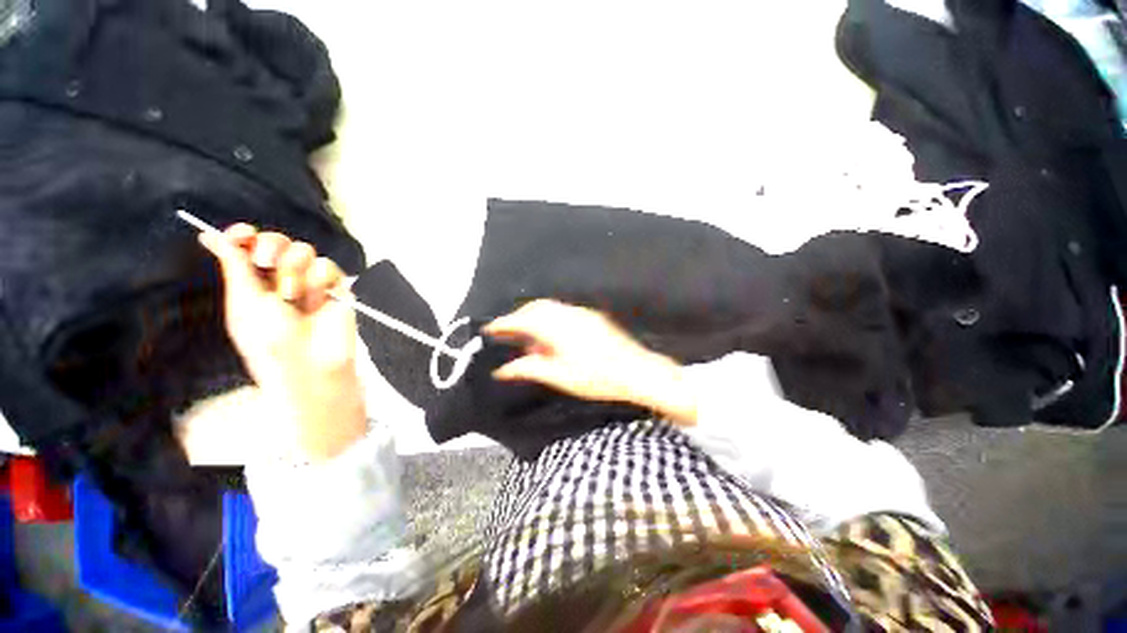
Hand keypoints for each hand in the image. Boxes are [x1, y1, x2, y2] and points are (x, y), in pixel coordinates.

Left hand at [199, 225, 366, 461]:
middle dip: (271, 246)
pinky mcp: (338, 289)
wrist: (310, 365)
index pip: (250, 247)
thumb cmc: (269, 342)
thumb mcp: (243, 304)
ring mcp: (312, 283)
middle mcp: (283, 279)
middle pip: (278, 241)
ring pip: (305, 250)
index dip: (244, 235)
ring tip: (293, 297)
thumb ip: (234, 267)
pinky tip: (318, 300)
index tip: (241, 233)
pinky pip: (328, 267)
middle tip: (265, 262)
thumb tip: (210, 236)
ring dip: (294, 270)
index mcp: (254, 282)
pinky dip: (320, 280)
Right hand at [484, 300, 697, 424]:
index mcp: (558, 327)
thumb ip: (530, 368)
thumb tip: (503, 369)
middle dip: (519, 317)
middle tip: (508, 332)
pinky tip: (552, 336)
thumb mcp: (560, 376)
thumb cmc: (598, 378)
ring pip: (550, 308)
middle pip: (536, 308)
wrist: (637, 370)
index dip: (504, 323)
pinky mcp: (593, 317)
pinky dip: (550, 319)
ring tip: (528, 337)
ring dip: (535, 317)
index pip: (523, 320)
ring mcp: (583, 313)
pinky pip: (564, 311)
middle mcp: (569, 314)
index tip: (490, 328)